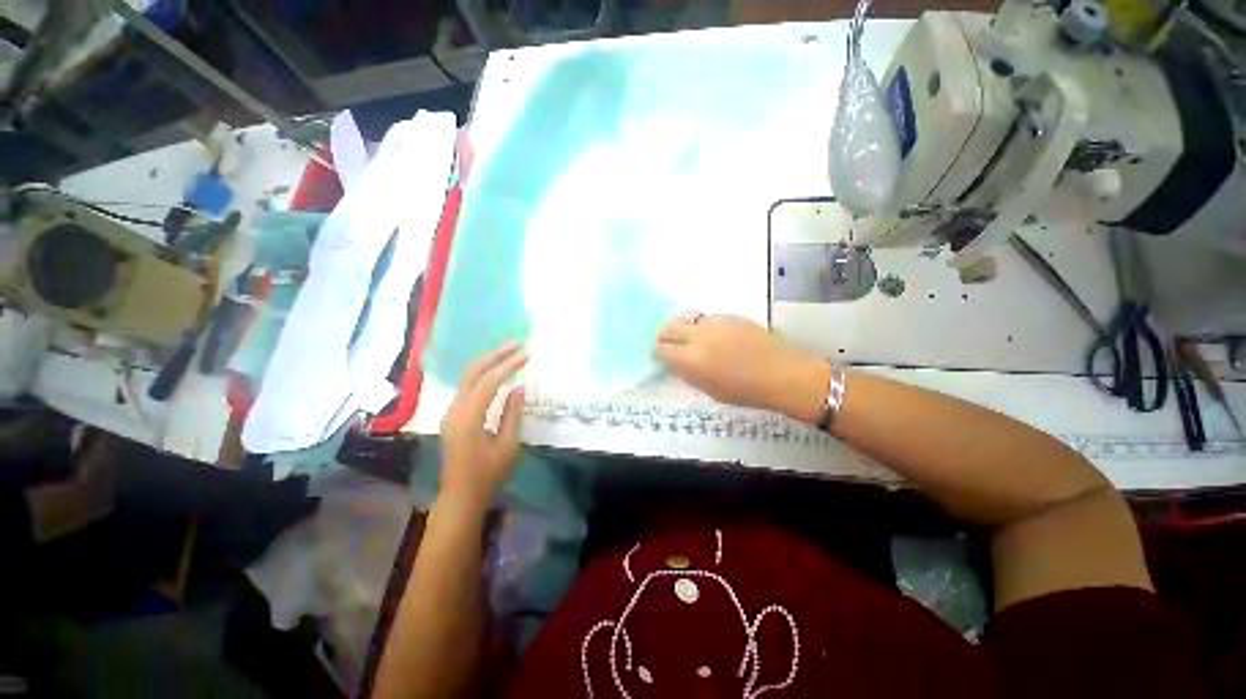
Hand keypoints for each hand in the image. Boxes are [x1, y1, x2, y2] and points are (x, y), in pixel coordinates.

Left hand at [439, 343, 527, 510]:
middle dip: (494, 355)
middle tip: (516, 344)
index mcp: (468, 418)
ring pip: (467, 377)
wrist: (460, 495)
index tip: (526, 354)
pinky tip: (496, 372)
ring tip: (509, 352)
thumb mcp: (508, 445)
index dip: (508, 365)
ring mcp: (450, 412)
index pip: (488, 382)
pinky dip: (483, 374)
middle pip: (472, 372)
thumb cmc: (488, 474)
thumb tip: (519, 388)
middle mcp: (455, 410)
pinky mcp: (453, 416)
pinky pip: (467, 387)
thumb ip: (513, 414)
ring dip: (488, 362)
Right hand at [652, 315, 830, 422]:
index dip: (657, 353)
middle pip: (668, 327)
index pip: (661, 349)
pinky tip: (713, 336)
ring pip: (686, 318)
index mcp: (691, 359)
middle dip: (664, 336)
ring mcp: (714, 322)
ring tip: (690, 338)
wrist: (782, 373)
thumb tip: (676, 363)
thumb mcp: (710, 390)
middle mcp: (698, 336)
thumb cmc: (745, 390)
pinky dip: (702, 326)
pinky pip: (706, 318)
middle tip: (670, 345)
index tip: (660, 357)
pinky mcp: (729, 316)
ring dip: (682, 327)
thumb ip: (688, 374)